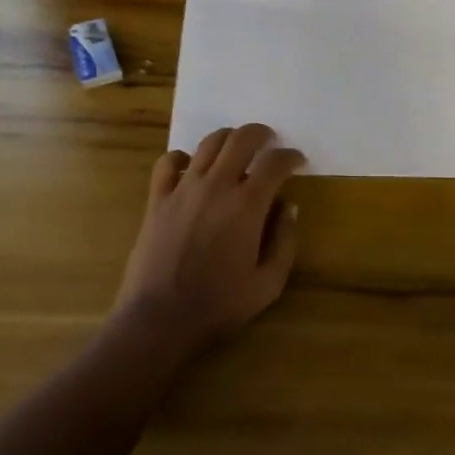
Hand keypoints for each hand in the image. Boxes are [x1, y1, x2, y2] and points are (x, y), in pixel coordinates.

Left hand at [114, 123, 304, 354]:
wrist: (159, 319)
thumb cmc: (218, 306)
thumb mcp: (268, 284)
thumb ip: (284, 242)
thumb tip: (289, 208)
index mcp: (247, 205)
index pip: (275, 163)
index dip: (291, 156)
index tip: (297, 161)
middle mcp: (217, 185)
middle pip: (241, 139)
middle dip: (260, 134)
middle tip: (269, 141)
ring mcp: (183, 189)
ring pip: (208, 143)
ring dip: (227, 138)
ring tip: (235, 147)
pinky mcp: (157, 199)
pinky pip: (168, 163)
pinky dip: (182, 157)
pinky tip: (190, 166)